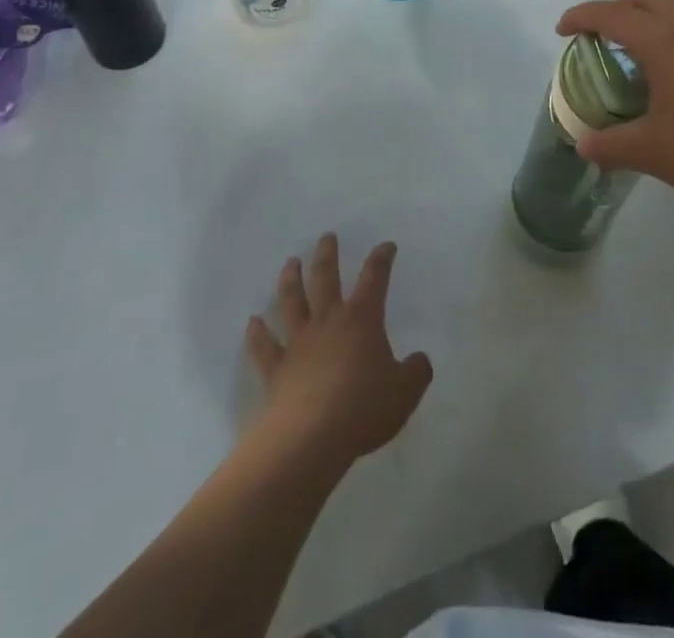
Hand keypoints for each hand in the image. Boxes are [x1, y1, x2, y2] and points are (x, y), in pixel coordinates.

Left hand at [244, 234, 433, 468]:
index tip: (386, 245)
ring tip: (290, 262)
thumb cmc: (363, 408)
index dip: (381, 259)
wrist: (311, 437)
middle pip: (325, 278)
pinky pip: (264, 346)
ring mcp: (298, 342)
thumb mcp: (405, 392)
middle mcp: (328, 321)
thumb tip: (420, 360)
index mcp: (362, 320)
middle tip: (326, 236)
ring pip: (292, 301)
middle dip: (327, 255)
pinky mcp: (276, 368)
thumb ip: (416, 372)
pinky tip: (253, 322)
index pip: (374, 278)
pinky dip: (257, 333)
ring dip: (290, 279)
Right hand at [556, 0, 673, 211]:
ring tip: (640, 62)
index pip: (611, 14)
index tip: (563, 30)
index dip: (581, 16)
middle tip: (600, 35)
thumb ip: (611, 146)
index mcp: (664, 43)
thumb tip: (584, 145)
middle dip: (617, 8)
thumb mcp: (652, 153)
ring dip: (651, 24)